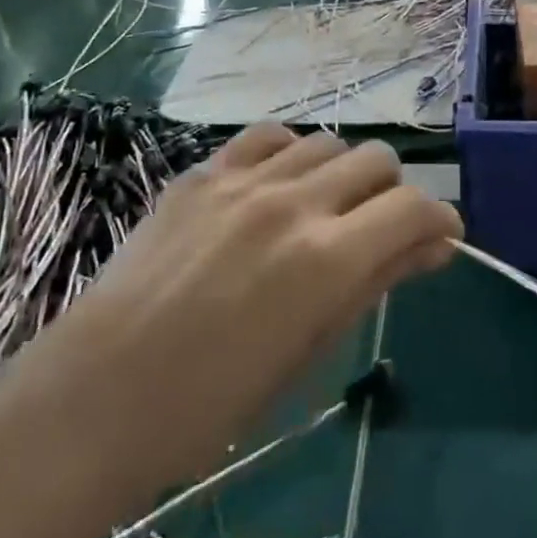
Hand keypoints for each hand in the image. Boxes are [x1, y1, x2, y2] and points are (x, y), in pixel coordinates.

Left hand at [11, 126, 460, 494]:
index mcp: (327, 260)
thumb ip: (375, 283)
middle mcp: (294, 203)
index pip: (413, 207)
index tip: (439, 238)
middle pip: (378, 159)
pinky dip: (290, 153)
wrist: (97, 395)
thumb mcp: (309, 351)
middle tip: (378, 230)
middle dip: (394, 193)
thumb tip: (435, 246)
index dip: (438, 220)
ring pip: (327, 142)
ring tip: (325, 209)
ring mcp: (244, 180)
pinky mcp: (203, 171)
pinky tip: (279, 184)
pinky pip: (268, 136)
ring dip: (343, 172)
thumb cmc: (213, 402)